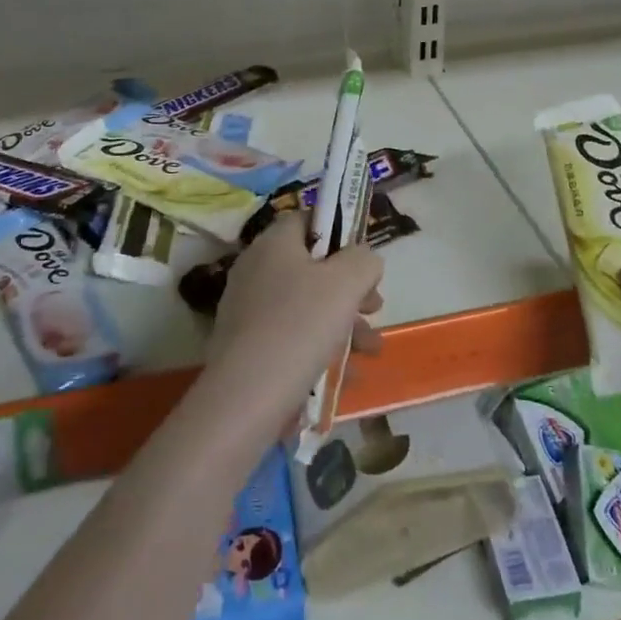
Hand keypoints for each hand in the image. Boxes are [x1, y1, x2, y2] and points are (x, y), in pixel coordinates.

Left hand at [203, 212, 383, 439]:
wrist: (245, 399)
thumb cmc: (300, 326)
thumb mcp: (346, 283)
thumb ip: (364, 260)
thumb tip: (363, 259)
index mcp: (274, 243)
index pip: (310, 220)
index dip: (341, 234)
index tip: (365, 262)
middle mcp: (256, 269)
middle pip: (313, 267)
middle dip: (350, 290)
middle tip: (375, 309)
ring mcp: (248, 309)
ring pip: (307, 307)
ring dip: (344, 325)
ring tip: (371, 352)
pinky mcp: (247, 347)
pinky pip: (292, 339)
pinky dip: (320, 351)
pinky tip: (347, 378)